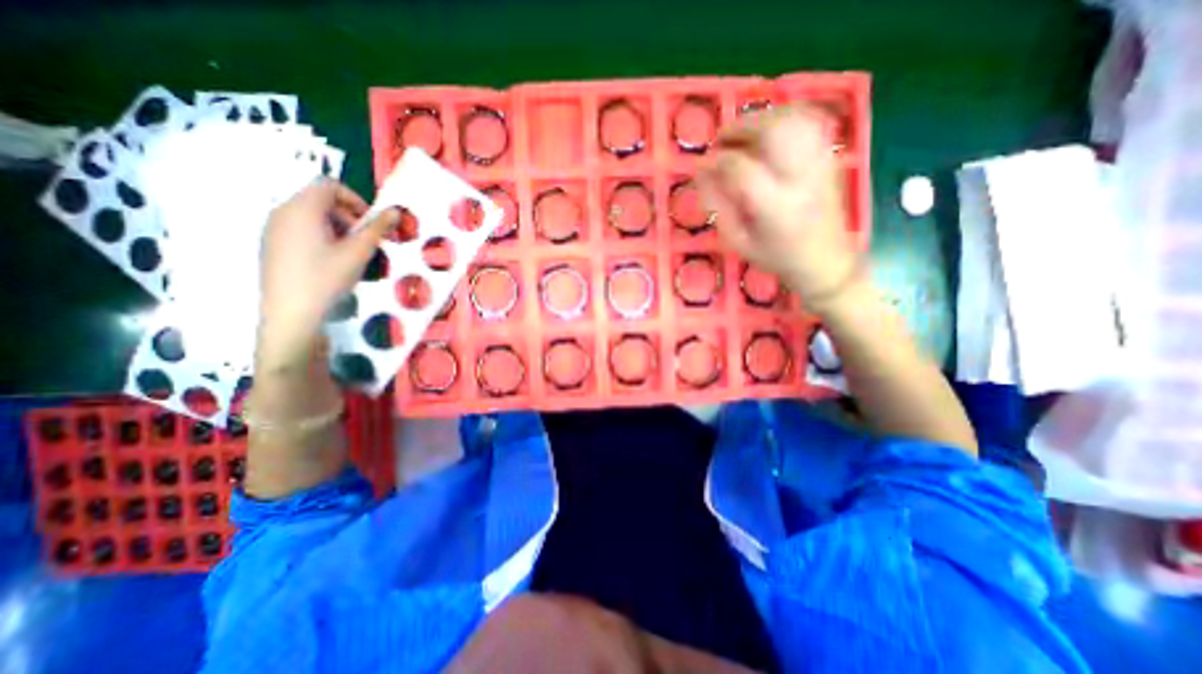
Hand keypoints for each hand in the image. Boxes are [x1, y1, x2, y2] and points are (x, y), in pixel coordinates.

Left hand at [256, 180, 396, 373]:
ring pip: (310, 215)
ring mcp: (273, 229)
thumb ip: (377, 229)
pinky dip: (321, 236)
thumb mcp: (358, 253)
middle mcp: (282, 212)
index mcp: (301, 209)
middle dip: (347, 215)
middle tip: (364, 241)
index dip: (355, 199)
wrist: (291, 313)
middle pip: (319, 199)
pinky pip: (299, 229)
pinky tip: (331, 262)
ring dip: (336, 227)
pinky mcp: (272, 245)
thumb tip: (394, 211)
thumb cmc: (327, 278)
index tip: (371, 223)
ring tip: (350, 254)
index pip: (329, 185)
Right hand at [697, 104, 864, 316]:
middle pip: (772, 133)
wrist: (826, 260)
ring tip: (742, 133)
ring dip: (761, 119)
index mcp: (775, 208)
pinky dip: (785, 116)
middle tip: (721, 141)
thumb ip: (719, 207)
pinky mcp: (830, 158)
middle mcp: (800, 180)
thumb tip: (702, 173)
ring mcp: (820, 165)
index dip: (716, 161)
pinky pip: (811, 122)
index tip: (702, 165)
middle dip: (740, 129)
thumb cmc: (776, 256)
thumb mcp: (738, 242)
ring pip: (793, 120)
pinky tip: (769, 127)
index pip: (741, 169)